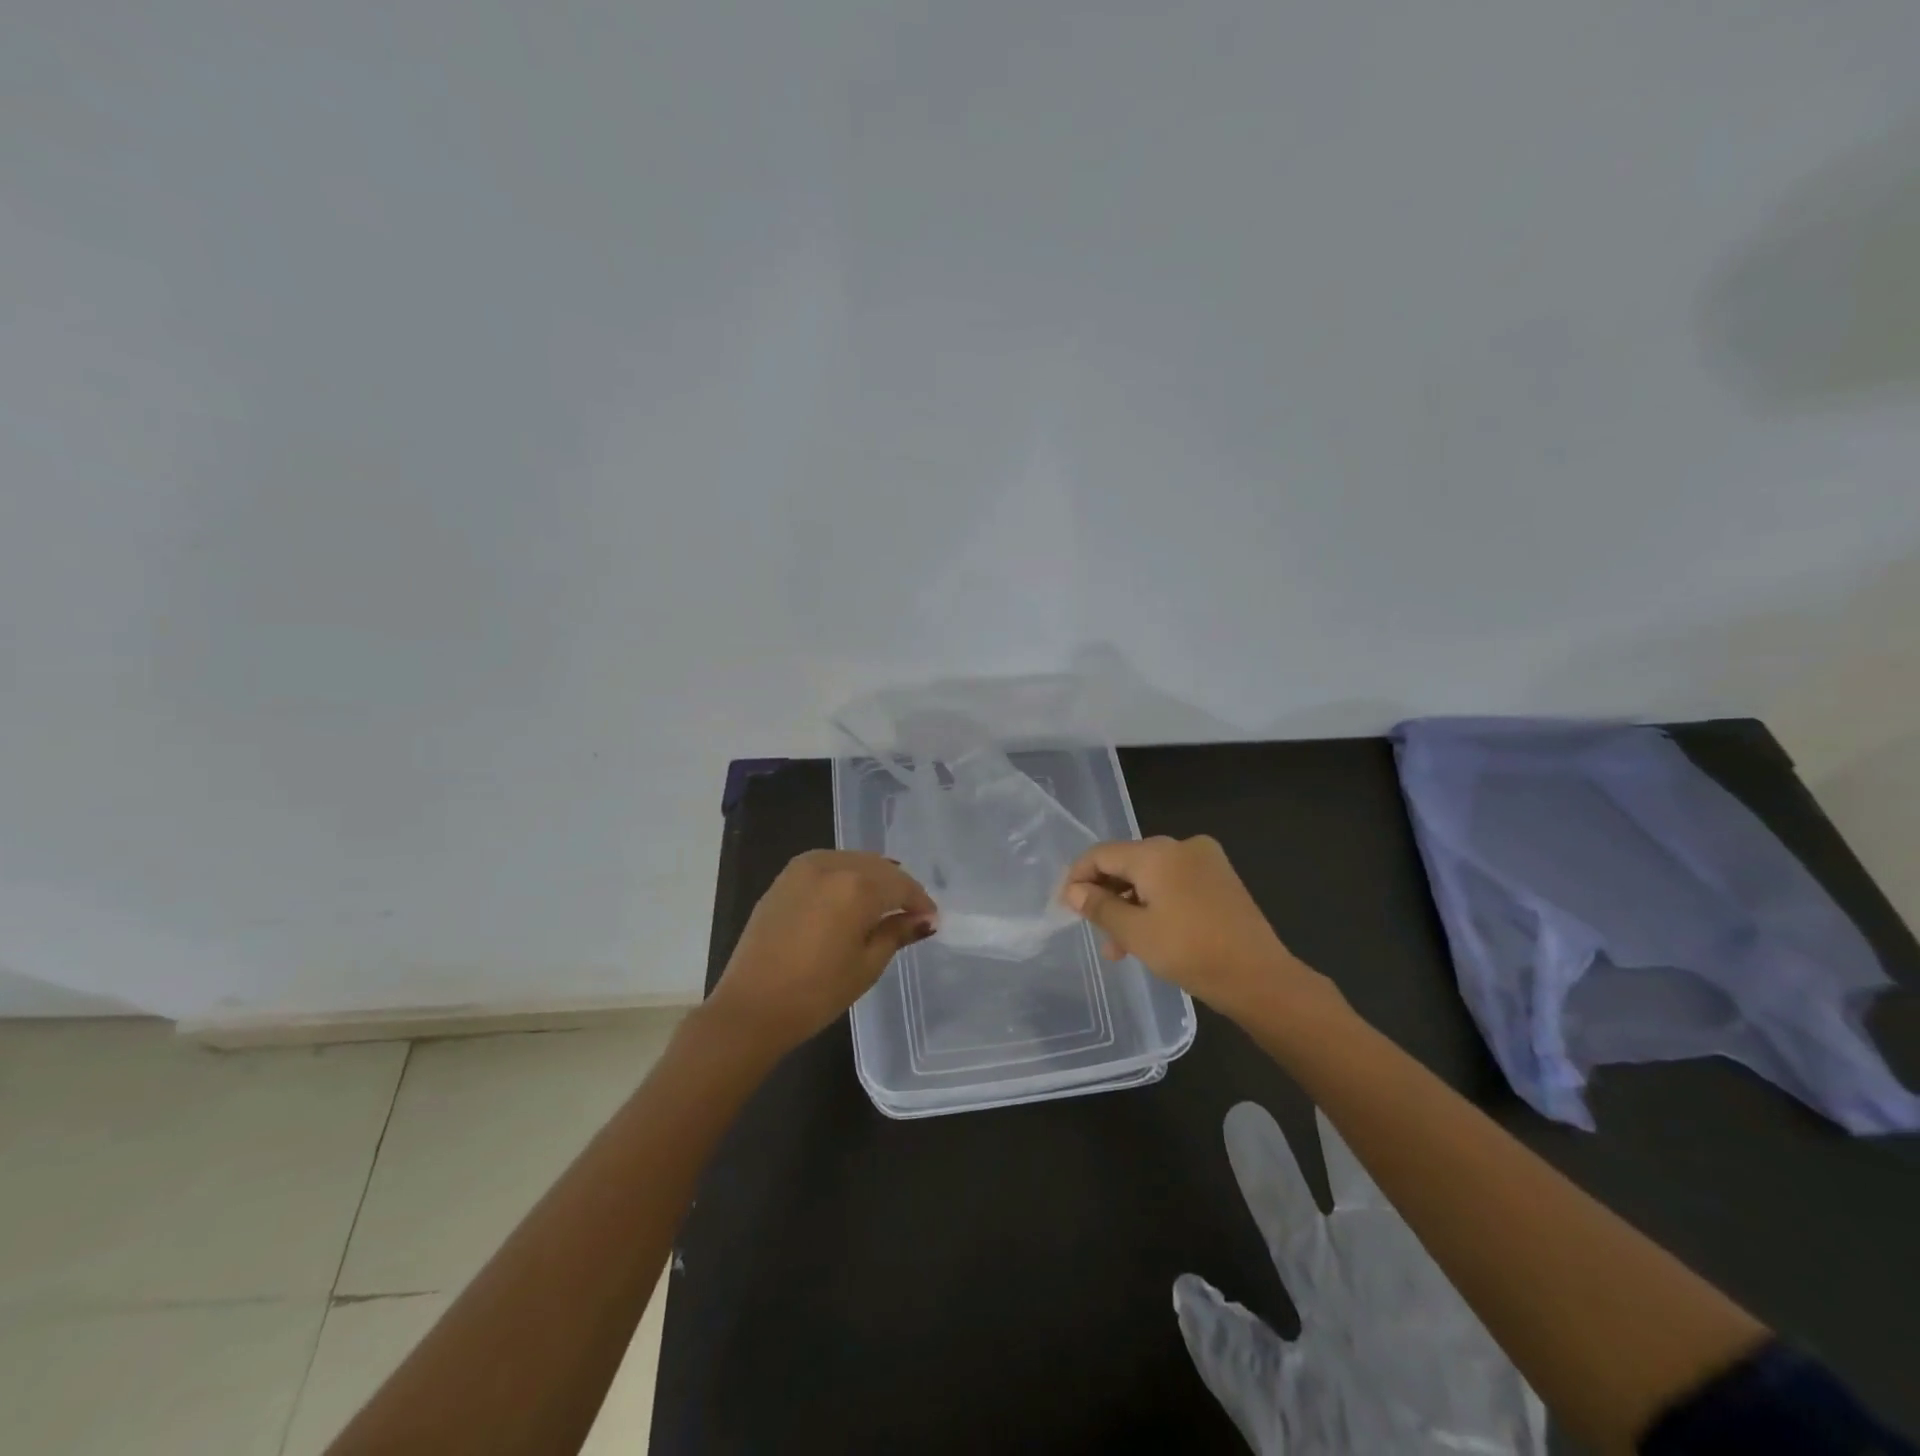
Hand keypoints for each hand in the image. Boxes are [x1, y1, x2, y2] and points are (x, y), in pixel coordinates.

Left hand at [705, 850, 936, 1054]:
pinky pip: (828, 865)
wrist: (751, 1007)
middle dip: (898, 887)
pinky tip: (849, 898)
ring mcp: (804, 867)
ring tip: (882, 905)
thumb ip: (896, 933)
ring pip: (853, 861)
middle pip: (878, 867)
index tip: (931, 920)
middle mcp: (833, 865)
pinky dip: (845, 876)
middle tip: (910, 913)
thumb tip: (924, 920)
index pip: (901, 885)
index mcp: (858, 887)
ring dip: (872, 878)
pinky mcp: (785, 877)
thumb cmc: (816, 993)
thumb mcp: (867, 965)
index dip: (920, 902)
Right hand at [1060, 835, 1324, 1021]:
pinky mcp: (1221, 880)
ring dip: (1131, 906)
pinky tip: (1151, 937)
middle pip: (1127, 863)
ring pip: (1151, 877)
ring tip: (1121, 948)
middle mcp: (1181, 846)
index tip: (1066, 906)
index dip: (1079, 877)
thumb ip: (1099, 907)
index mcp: (1157, 852)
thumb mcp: (1135, 933)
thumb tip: (1073, 891)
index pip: (1102, 854)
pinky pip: (1175, 884)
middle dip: (1107, 897)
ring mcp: (1205, 861)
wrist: (1260, 978)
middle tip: (1096, 933)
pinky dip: (1157, 905)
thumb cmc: (1190, 952)